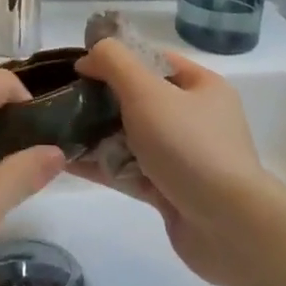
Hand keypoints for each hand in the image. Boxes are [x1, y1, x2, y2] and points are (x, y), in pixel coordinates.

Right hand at [70, 40, 273, 285]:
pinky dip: (102, 166)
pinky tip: (67, 163)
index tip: (81, 66)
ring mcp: (183, 158)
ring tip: (57, 131)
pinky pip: (130, 171)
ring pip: (131, 138)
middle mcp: (196, 119)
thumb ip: (114, 62)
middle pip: (140, 99)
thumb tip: (89, 58)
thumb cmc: (189, 146)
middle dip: (102, 100)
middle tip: (64, 101)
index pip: (153, 60)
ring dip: (97, 134)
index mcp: (202, 87)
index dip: (117, 58)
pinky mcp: (170, 191)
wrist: (229, 228)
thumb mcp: (147, 91)